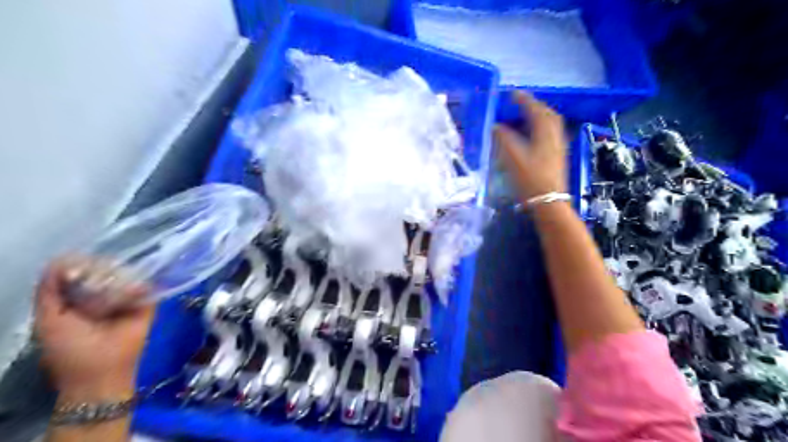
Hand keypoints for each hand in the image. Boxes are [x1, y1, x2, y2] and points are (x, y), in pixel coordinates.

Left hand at [35, 257, 152, 402]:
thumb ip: (49, 292)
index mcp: (77, 298)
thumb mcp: (49, 320)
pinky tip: (133, 289)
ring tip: (115, 284)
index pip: (79, 272)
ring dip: (122, 276)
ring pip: (128, 275)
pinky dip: (140, 286)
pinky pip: (147, 288)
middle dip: (101, 269)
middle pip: (105, 270)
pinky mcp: (148, 304)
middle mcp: (103, 294)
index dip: (78, 265)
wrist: (103, 372)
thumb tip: (60, 261)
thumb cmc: (70, 350)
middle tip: (99, 276)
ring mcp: (127, 298)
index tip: (78, 265)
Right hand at [490, 92, 566, 200]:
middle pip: (547, 114)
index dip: (523, 100)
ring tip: (524, 118)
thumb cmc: (530, 178)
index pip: (535, 109)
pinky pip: (550, 134)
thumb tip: (496, 127)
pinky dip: (540, 128)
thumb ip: (503, 139)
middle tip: (520, 104)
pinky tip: (531, 136)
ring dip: (538, 117)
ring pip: (550, 124)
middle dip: (534, 106)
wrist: (548, 201)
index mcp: (545, 132)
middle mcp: (555, 135)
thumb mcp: (512, 157)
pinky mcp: (557, 156)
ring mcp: (559, 146)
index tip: (512, 93)